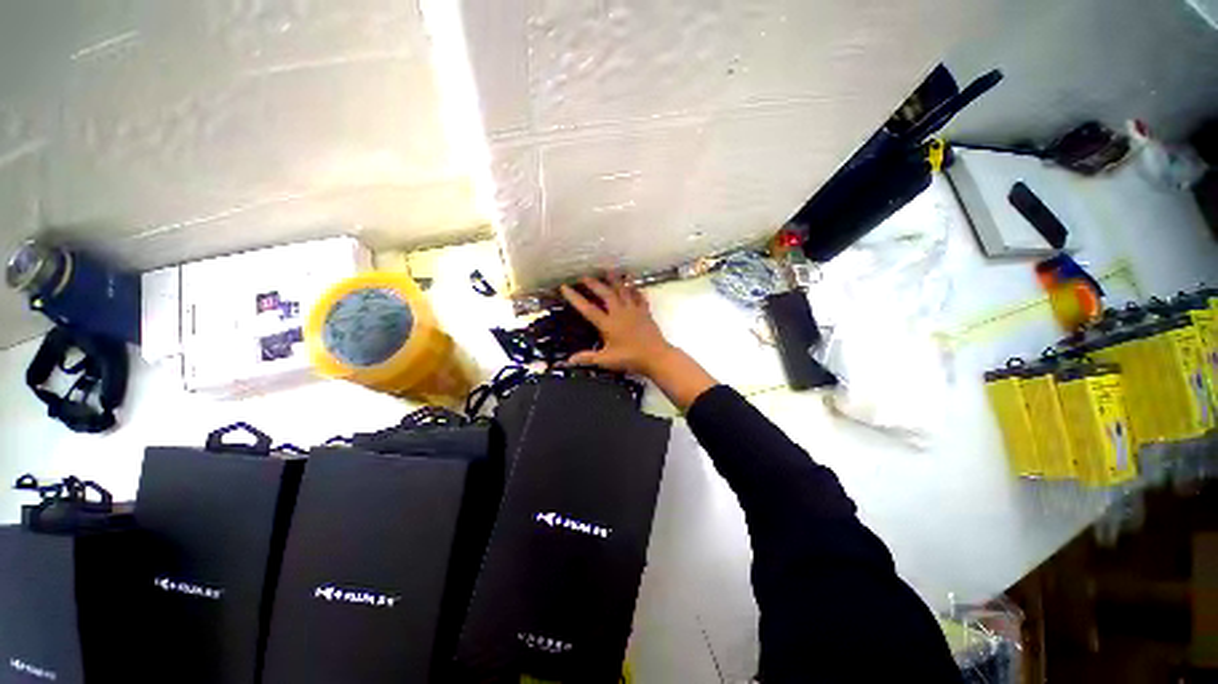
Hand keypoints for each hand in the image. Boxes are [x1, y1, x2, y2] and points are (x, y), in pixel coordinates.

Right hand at [561, 274, 717, 409]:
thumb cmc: (630, 358)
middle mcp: (620, 313)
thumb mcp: (606, 360)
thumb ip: (587, 358)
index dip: (575, 298)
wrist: (656, 356)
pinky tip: (632, 284)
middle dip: (594, 284)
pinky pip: (639, 297)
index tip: (565, 287)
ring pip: (623, 290)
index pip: (588, 309)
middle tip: (584, 277)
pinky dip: (635, 289)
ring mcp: (634, 310)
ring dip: (615, 280)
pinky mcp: (645, 312)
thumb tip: (568, 360)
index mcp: (608, 324)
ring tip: (608, 270)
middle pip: (605, 294)